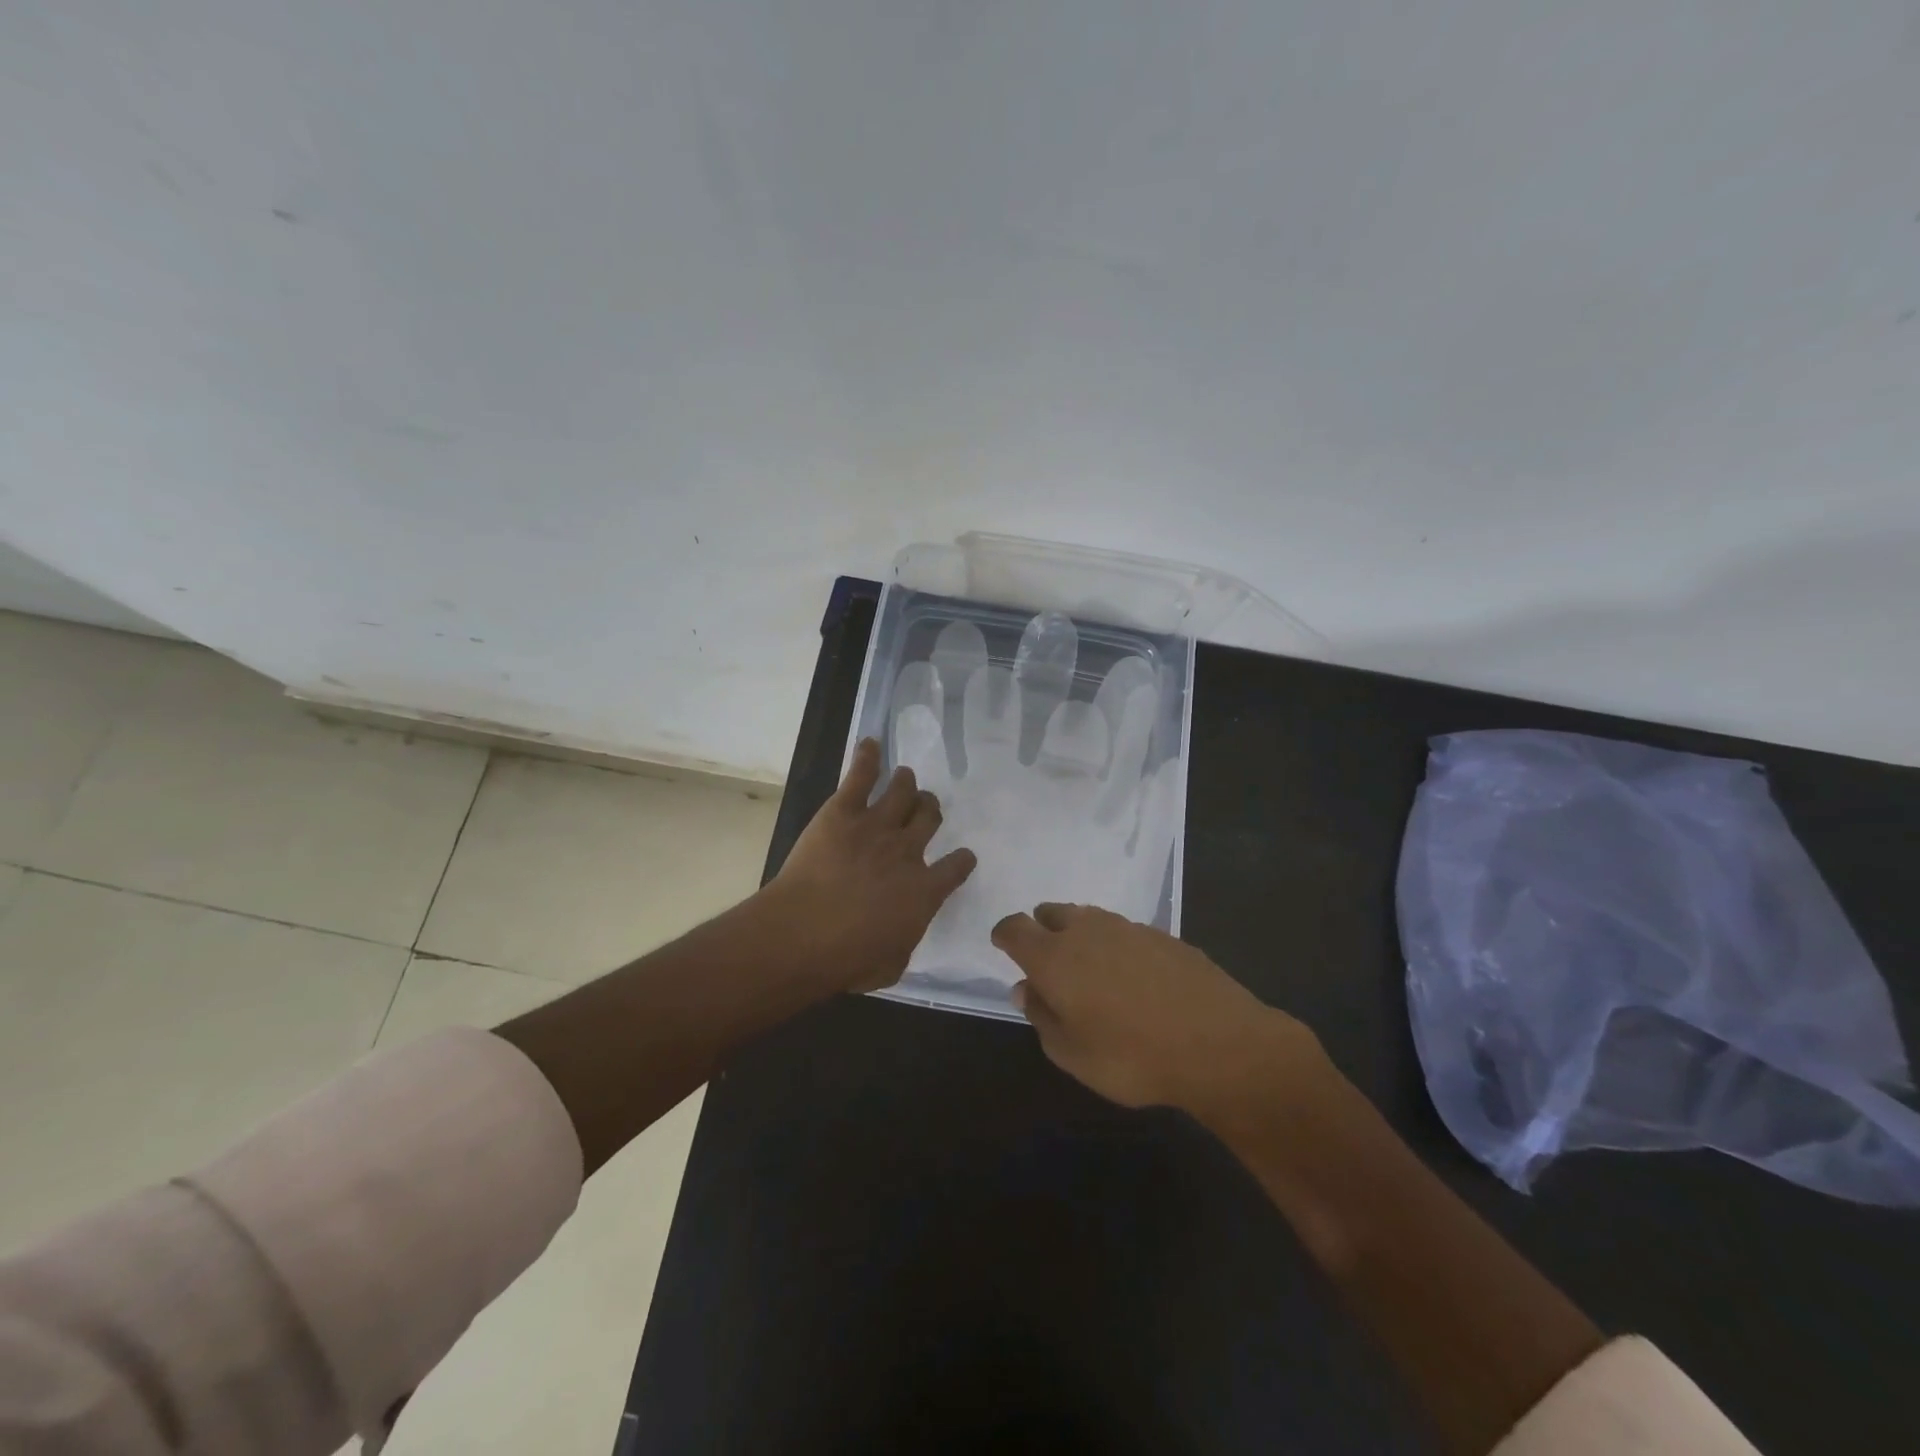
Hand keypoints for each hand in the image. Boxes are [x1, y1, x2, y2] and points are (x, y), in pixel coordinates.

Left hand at [764, 738, 976, 993]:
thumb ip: (905, 942)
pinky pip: (861, 775)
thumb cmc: (848, 960)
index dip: (961, 860)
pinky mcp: (843, 810)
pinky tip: (870, 744)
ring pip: (902, 791)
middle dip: (930, 810)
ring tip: (904, 777)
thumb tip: (903, 933)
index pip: (957, 866)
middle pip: (929, 817)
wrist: (804, 934)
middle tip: (924, 807)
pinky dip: (867, 757)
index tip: (962, 857)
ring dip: (906, 782)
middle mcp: (908, 851)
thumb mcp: (891, 965)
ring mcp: (877, 825)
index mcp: (925, 890)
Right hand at [991, 903, 1328, 1121]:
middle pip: (1051, 913)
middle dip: (1042, 929)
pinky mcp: (1162, 935)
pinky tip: (1133, 977)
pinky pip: (1124, 931)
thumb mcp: (1071, 1054)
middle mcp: (1086, 930)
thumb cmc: (1131, 1056)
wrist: (1218, 1044)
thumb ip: (1041, 1015)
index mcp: (1053, 956)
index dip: (1005, 935)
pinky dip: (1116, 945)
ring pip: (1089, 917)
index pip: (1015, 928)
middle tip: (1049, 960)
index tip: (1004, 947)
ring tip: (1090, 968)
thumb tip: (1025, 987)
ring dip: (1080, 934)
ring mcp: (1127, 927)